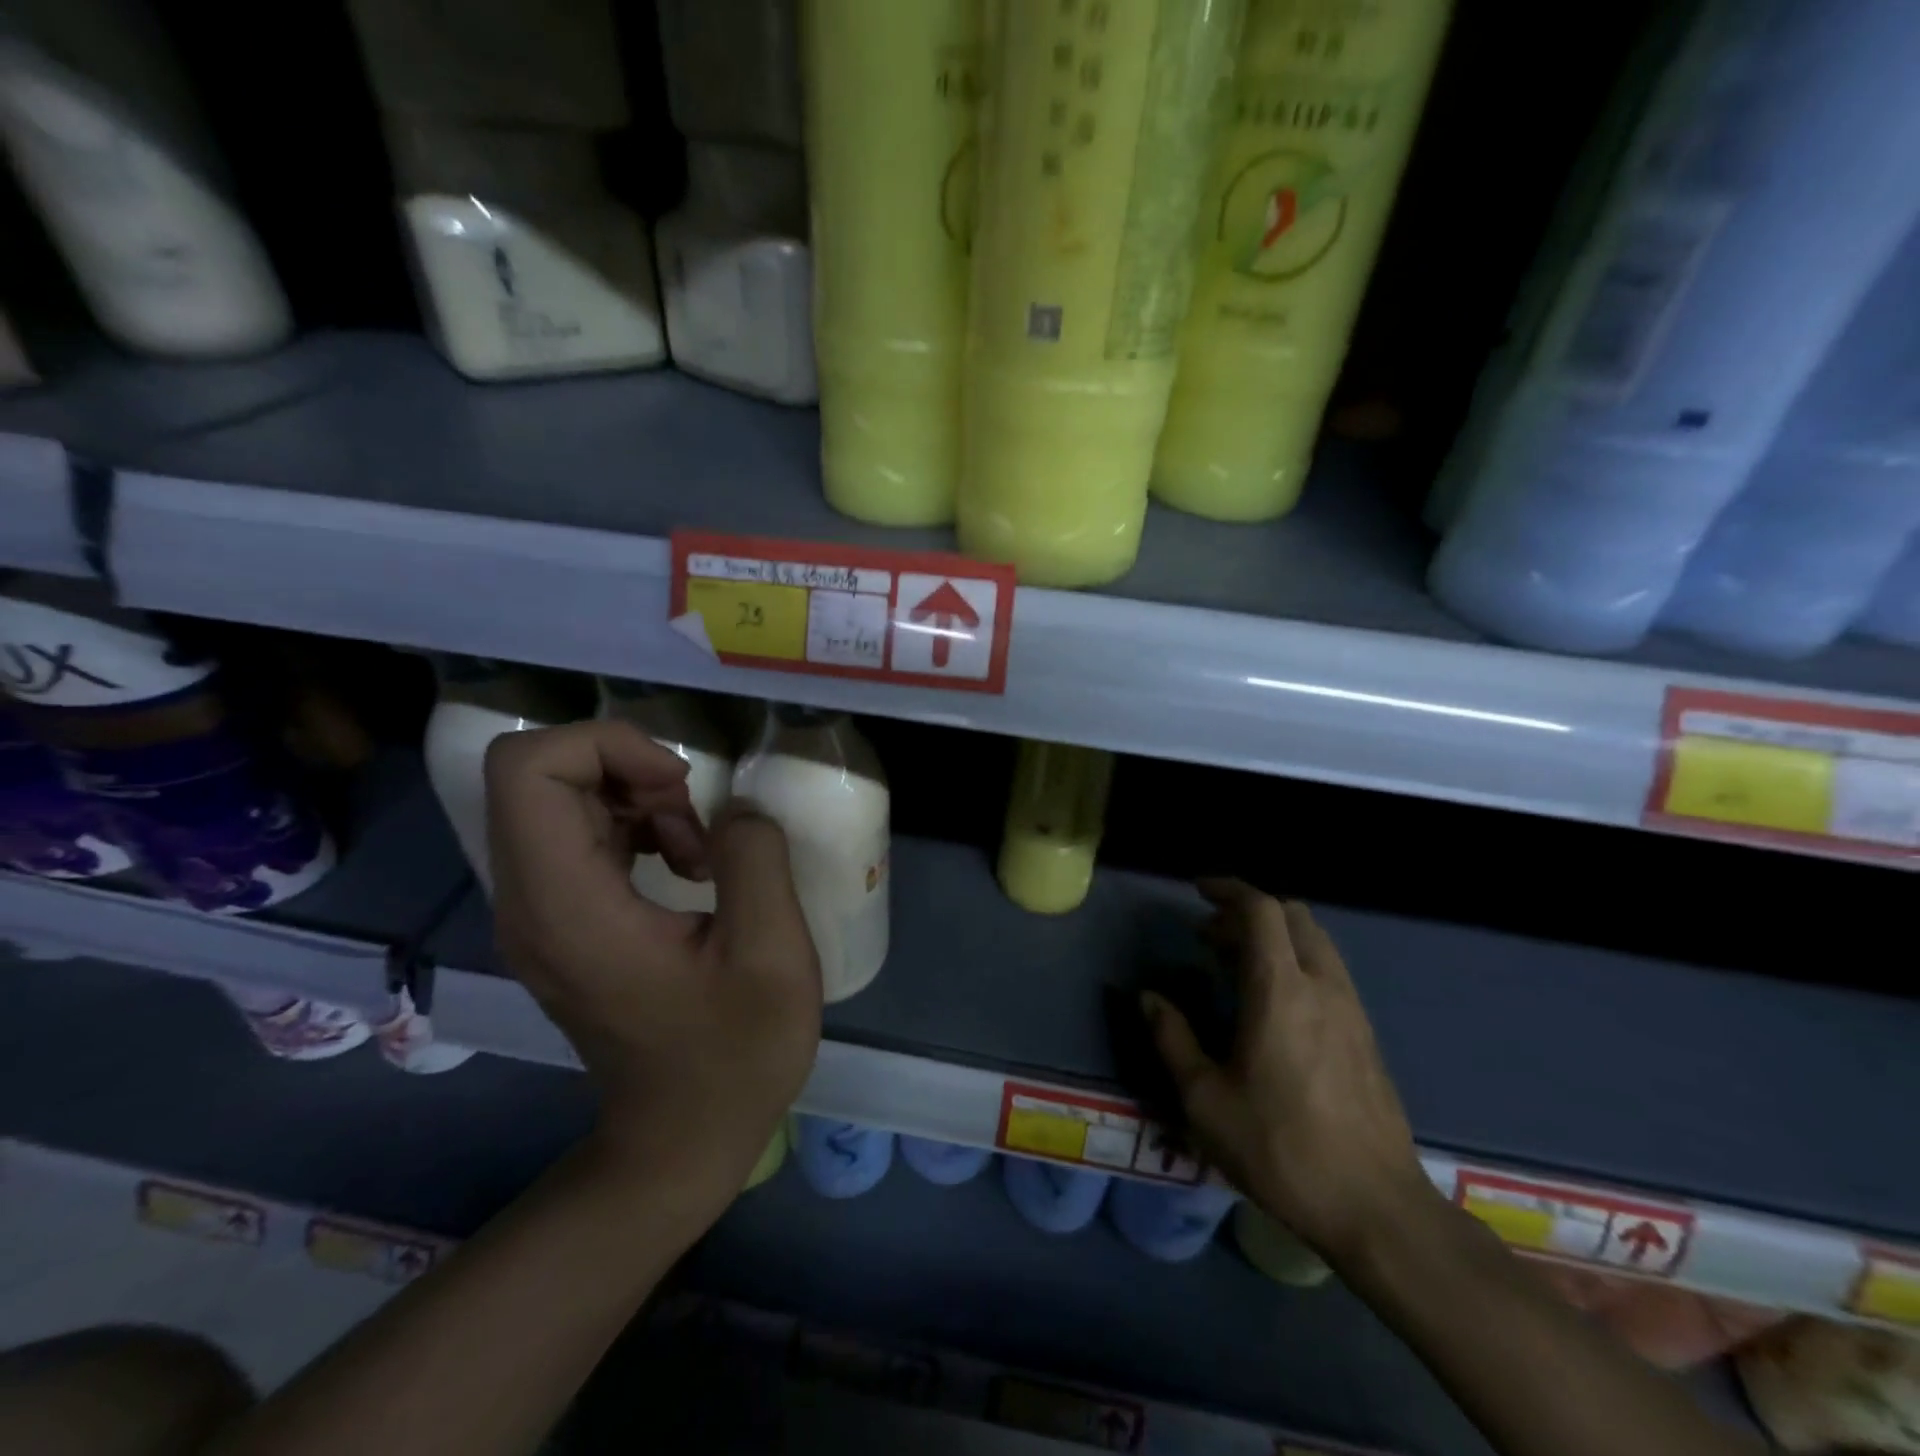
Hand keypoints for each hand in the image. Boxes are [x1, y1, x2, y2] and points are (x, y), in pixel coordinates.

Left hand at [484, 720, 821, 1212]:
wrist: (681, 1138)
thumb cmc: (734, 1056)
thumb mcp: (772, 955)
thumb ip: (755, 859)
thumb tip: (736, 811)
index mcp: (567, 906)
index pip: (527, 769)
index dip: (607, 745)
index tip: (681, 785)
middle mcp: (529, 901)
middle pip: (537, 774)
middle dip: (628, 768)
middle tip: (696, 817)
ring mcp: (537, 914)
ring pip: (557, 798)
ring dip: (635, 797)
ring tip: (699, 849)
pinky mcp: (559, 922)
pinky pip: (576, 833)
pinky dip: (632, 824)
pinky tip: (686, 865)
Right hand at [1143, 879, 1433, 1262]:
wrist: (1377, 1209)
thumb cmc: (1280, 1149)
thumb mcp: (1205, 1099)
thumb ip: (1173, 1038)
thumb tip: (1149, 997)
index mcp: (1280, 990)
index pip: (1261, 910)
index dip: (1229, 889)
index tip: (1198, 891)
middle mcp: (1321, 985)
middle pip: (1292, 916)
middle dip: (1248, 911)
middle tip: (1210, 935)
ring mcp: (1351, 1009)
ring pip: (1315, 942)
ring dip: (1274, 936)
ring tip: (1235, 964)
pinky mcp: (1366, 1035)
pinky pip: (1328, 971)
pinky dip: (1296, 961)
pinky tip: (1273, 1003)